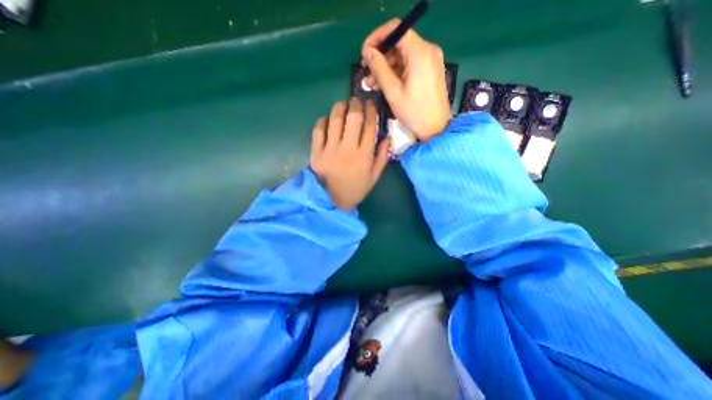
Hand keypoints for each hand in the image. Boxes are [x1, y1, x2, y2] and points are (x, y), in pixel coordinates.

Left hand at [311, 97, 388, 212]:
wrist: (332, 201)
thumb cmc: (355, 189)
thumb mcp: (373, 177)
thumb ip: (382, 158)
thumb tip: (388, 138)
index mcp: (364, 155)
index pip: (370, 127)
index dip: (371, 112)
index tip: (371, 104)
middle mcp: (348, 149)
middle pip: (353, 118)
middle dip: (356, 104)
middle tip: (356, 101)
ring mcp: (330, 149)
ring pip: (335, 120)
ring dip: (339, 107)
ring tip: (342, 105)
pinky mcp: (316, 152)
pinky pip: (318, 130)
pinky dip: (322, 121)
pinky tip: (326, 119)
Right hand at [362, 19, 449, 142]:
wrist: (436, 129)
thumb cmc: (414, 113)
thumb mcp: (393, 92)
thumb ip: (379, 69)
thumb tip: (367, 52)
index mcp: (420, 52)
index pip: (396, 29)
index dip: (377, 38)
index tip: (364, 53)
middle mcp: (428, 50)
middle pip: (399, 44)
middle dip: (380, 57)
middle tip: (366, 74)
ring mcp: (430, 61)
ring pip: (403, 56)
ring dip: (386, 68)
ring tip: (371, 84)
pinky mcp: (430, 71)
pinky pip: (410, 65)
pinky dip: (396, 73)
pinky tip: (384, 85)